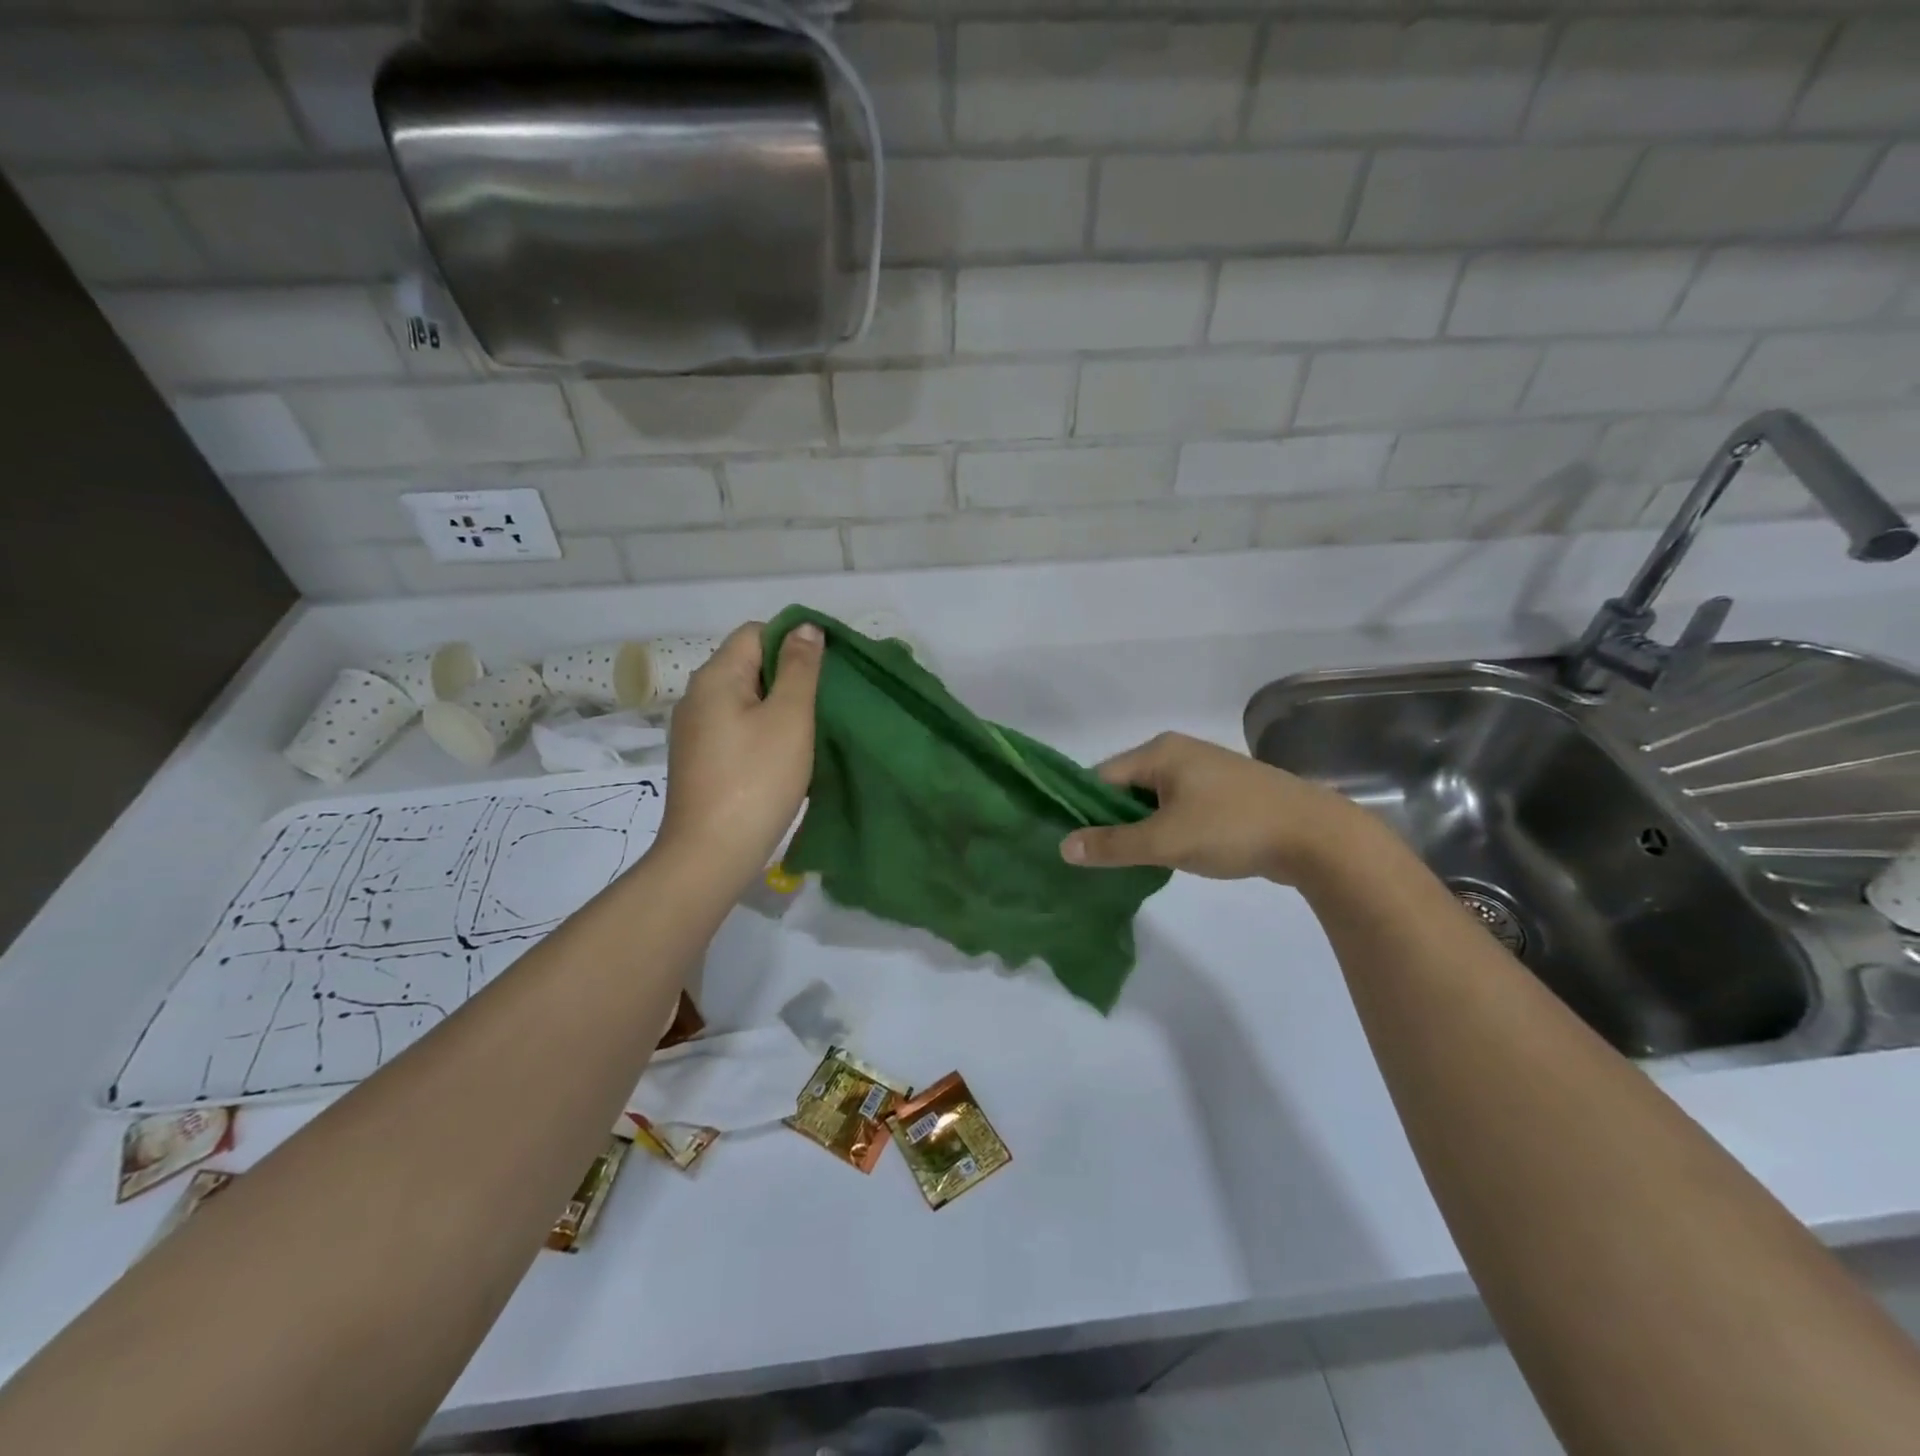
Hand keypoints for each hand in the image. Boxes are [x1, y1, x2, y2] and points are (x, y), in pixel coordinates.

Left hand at [657, 621, 822, 887]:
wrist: (711, 854)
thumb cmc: (757, 779)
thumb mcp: (790, 718)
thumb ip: (800, 668)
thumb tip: (804, 627)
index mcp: (715, 676)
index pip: (755, 632)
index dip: (792, 641)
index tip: (826, 670)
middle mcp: (697, 696)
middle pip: (748, 664)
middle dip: (788, 675)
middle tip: (825, 702)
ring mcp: (694, 731)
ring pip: (744, 699)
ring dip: (777, 706)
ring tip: (810, 730)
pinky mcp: (699, 760)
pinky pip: (735, 728)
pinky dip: (762, 731)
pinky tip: (784, 756)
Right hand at [1059, 731, 1370, 884]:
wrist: (1316, 836)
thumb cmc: (1233, 828)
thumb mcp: (1165, 840)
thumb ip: (1113, 844)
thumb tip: (1063, 846)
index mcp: (1159, 752)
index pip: (1101, 776)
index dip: (1083, 809)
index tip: (1073, 844)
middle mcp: (1178, 752)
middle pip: (1125, 787)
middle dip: (1111, 821)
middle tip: (1096, 858)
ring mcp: (1204, 771)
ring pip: (1153, 800)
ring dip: (1140, 827)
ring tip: (1126, 862)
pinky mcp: (1224, 793)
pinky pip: (1178, 807)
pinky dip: (1166, 828)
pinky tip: (1164, 855)